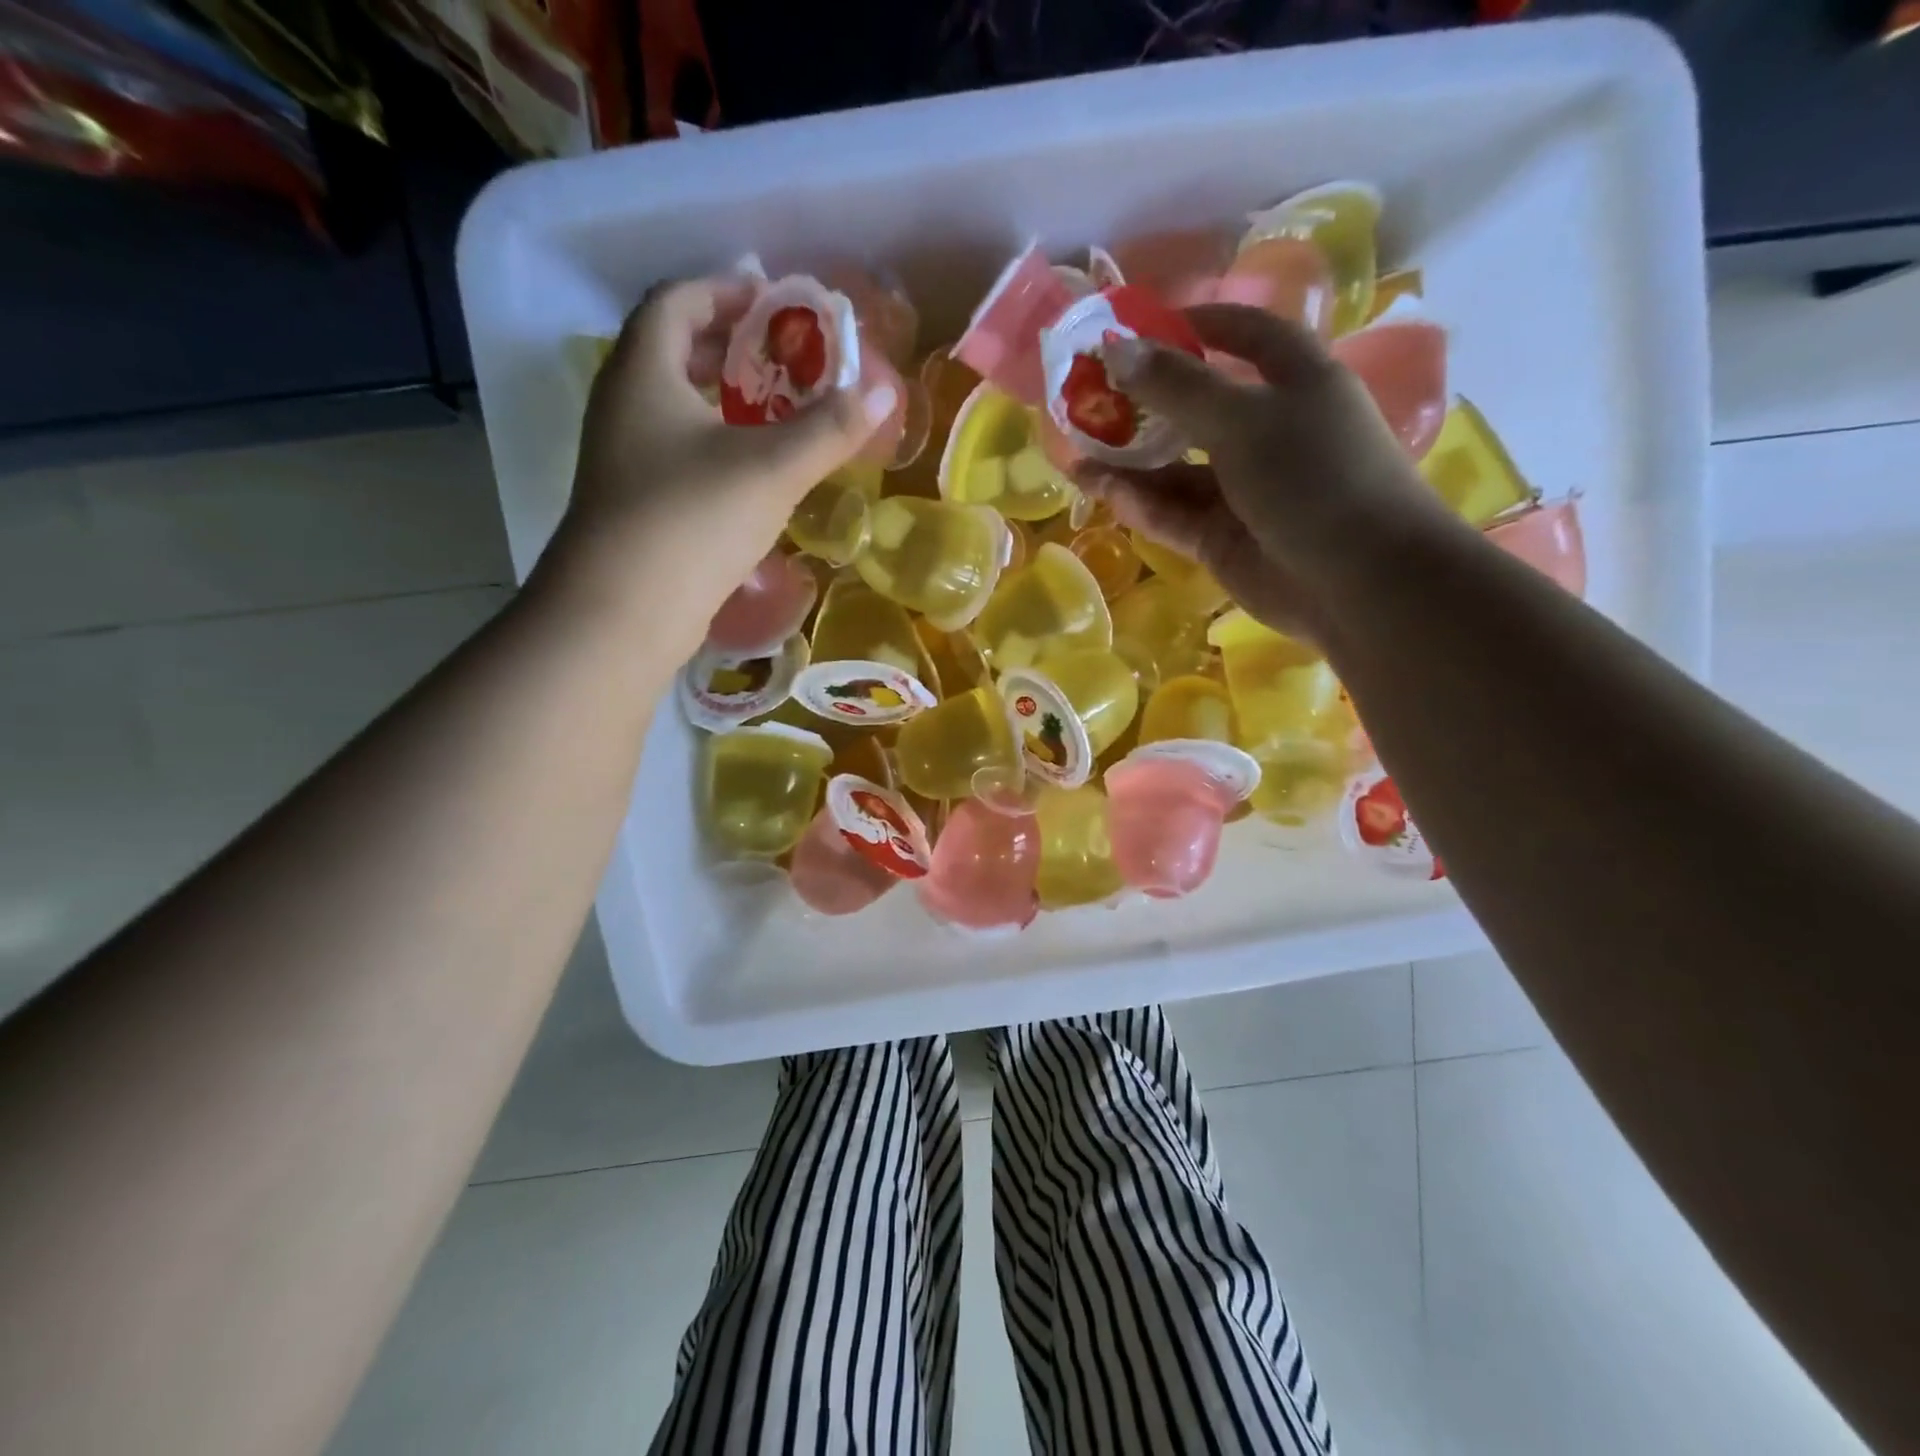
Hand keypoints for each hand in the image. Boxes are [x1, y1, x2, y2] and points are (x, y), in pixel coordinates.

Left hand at [546, 276, 895, 649]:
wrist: (623, 610)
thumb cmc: (693, 519)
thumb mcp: (772, 469)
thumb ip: (829, 429)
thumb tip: (882, 392)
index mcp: (644, 372)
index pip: (677, 301)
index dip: (725, 290)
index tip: (773, 300)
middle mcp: (623, 404)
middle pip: (671, 350)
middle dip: (726, 344)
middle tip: (781, 356)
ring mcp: (622, 457)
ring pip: (672, 405)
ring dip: (720, 398)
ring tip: (774, 411)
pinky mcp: (633, 502)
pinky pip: (675, 449)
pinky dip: (712, 442)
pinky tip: (750, 471)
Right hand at [1075, 304, 1454, 643]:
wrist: (1358, 581)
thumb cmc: (1314, 476)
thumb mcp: (1244, 419)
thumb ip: (1176, 387)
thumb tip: (1115, 348)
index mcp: (1293, 381)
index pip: (1243, 335)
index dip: (1194, 325)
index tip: (1139, 327)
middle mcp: (1267, 430)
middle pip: (1195, 406)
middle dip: (1142, 404)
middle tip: (1085, 400)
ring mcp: (1242, 489)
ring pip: (1175, 468)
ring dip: (1128, 463)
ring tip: (1074, 457)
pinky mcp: (1222, 537)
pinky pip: (1173, 512)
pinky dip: (1140, 503)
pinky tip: (1100, 491)